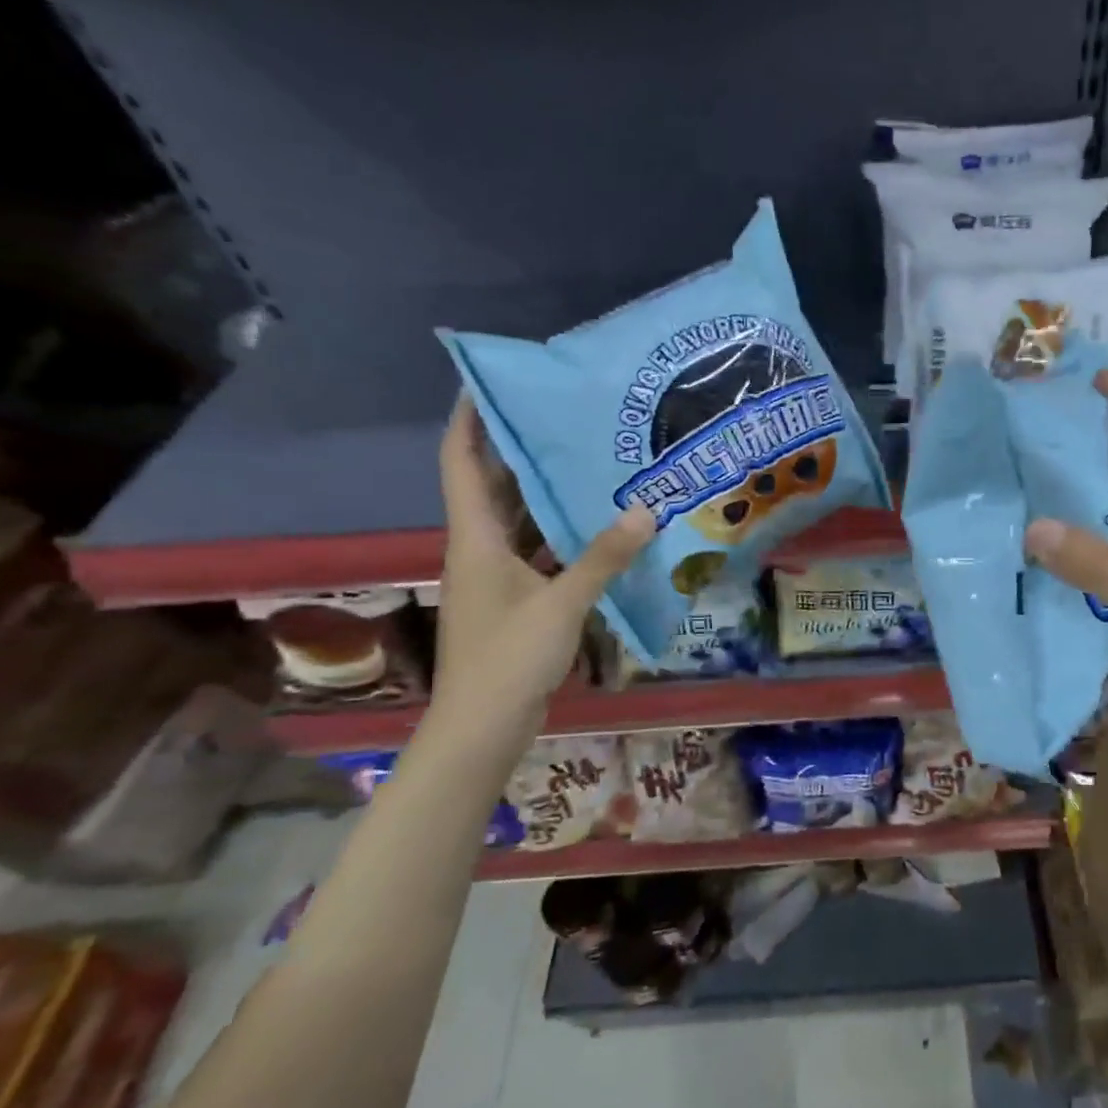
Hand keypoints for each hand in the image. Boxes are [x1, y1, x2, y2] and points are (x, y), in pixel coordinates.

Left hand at [432, 400, 653, 732]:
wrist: (483, 726)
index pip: (462, 463)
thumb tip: (646, 510)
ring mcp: (498, 577)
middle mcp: (481, 549)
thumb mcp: (563, 603)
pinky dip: (565, 539)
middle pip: (496, 487)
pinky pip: (540, 554)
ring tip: (592, 464)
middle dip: (523, 451)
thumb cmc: (510, 657)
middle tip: (568, 418)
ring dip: (549, 496)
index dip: (469, 420)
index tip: (491, 382)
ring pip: (522, 522)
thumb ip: (604, 557)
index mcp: (476, 538)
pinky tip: (602, 529)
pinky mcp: (517, 601)